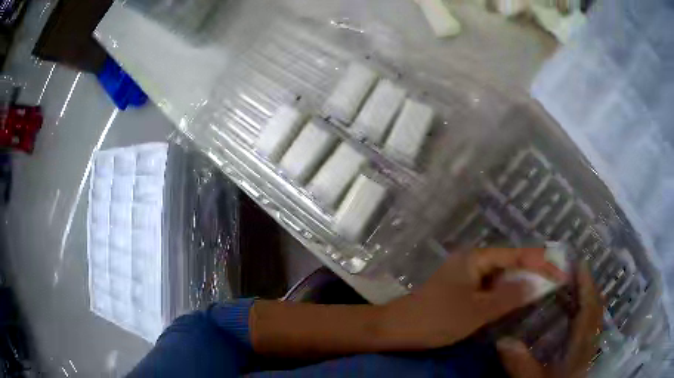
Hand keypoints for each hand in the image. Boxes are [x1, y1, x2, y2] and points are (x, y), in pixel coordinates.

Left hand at [379, 248, 566, 349]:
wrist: (397, 330)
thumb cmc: (436, 319)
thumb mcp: (477, 310)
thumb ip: (509, 296)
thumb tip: (536, 282)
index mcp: (476, 258)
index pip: (516, 255)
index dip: (540, 262)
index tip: (561, 270)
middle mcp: (472, 262)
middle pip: (510, 263)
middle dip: (533, 270)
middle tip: (557, 277)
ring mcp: (466, 277)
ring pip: (501, 277)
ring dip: (521, 282)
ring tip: (545, 285)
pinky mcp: (462, 291)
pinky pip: (491, 289)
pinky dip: (506, 293)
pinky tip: (518, 299)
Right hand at [496, 262, 602, 377]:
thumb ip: (520, 363)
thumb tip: (502, 341)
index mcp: (581, 344)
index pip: (589, 308)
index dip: (586, 284)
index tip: (579, 263)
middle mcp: (590, 340)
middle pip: (595, 307)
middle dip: (588, 286)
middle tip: (575, 270)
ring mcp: (589, 346)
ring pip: (595, 314)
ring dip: (587, 297)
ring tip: (573, 285)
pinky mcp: (585, 352)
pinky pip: (590, 324)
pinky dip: (585, 311)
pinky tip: (573, 313)